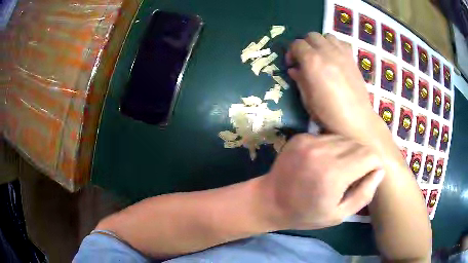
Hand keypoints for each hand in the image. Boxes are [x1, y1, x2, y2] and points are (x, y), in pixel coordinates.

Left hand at [260, 134, 384, 229]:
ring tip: (336, 170)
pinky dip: (332, 148)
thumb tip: (380, 170)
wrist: (269, 201)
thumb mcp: (338, 215)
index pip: (370, 155)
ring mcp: (309, 140)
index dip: (374, 166)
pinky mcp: (300, 136)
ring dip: (347, 152)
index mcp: (334, 174)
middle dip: (362, 159)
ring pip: (344, 139)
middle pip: (358, 145)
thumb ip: (364, 194)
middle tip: (351, 176)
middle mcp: (323, 151)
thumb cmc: (306, 214)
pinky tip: (322, 162)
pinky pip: (328, 137)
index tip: (367, 177)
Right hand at [287, 32, 388, 146]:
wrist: (356, 120)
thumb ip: (299, 79)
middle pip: (311, 35)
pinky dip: (334, 45)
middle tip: (304, 59)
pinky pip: (341, 42)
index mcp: (312, 62)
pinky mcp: (352, 58)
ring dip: (320, 43)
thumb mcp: (307, 99)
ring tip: (320, 56)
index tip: (291, 64)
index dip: (291, 52)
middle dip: (304, 44)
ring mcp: (342, 53)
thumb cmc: (328, 114)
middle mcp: (327, 52)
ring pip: (326, 36)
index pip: (296, 44)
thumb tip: (294, 70)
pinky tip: (334, 57)